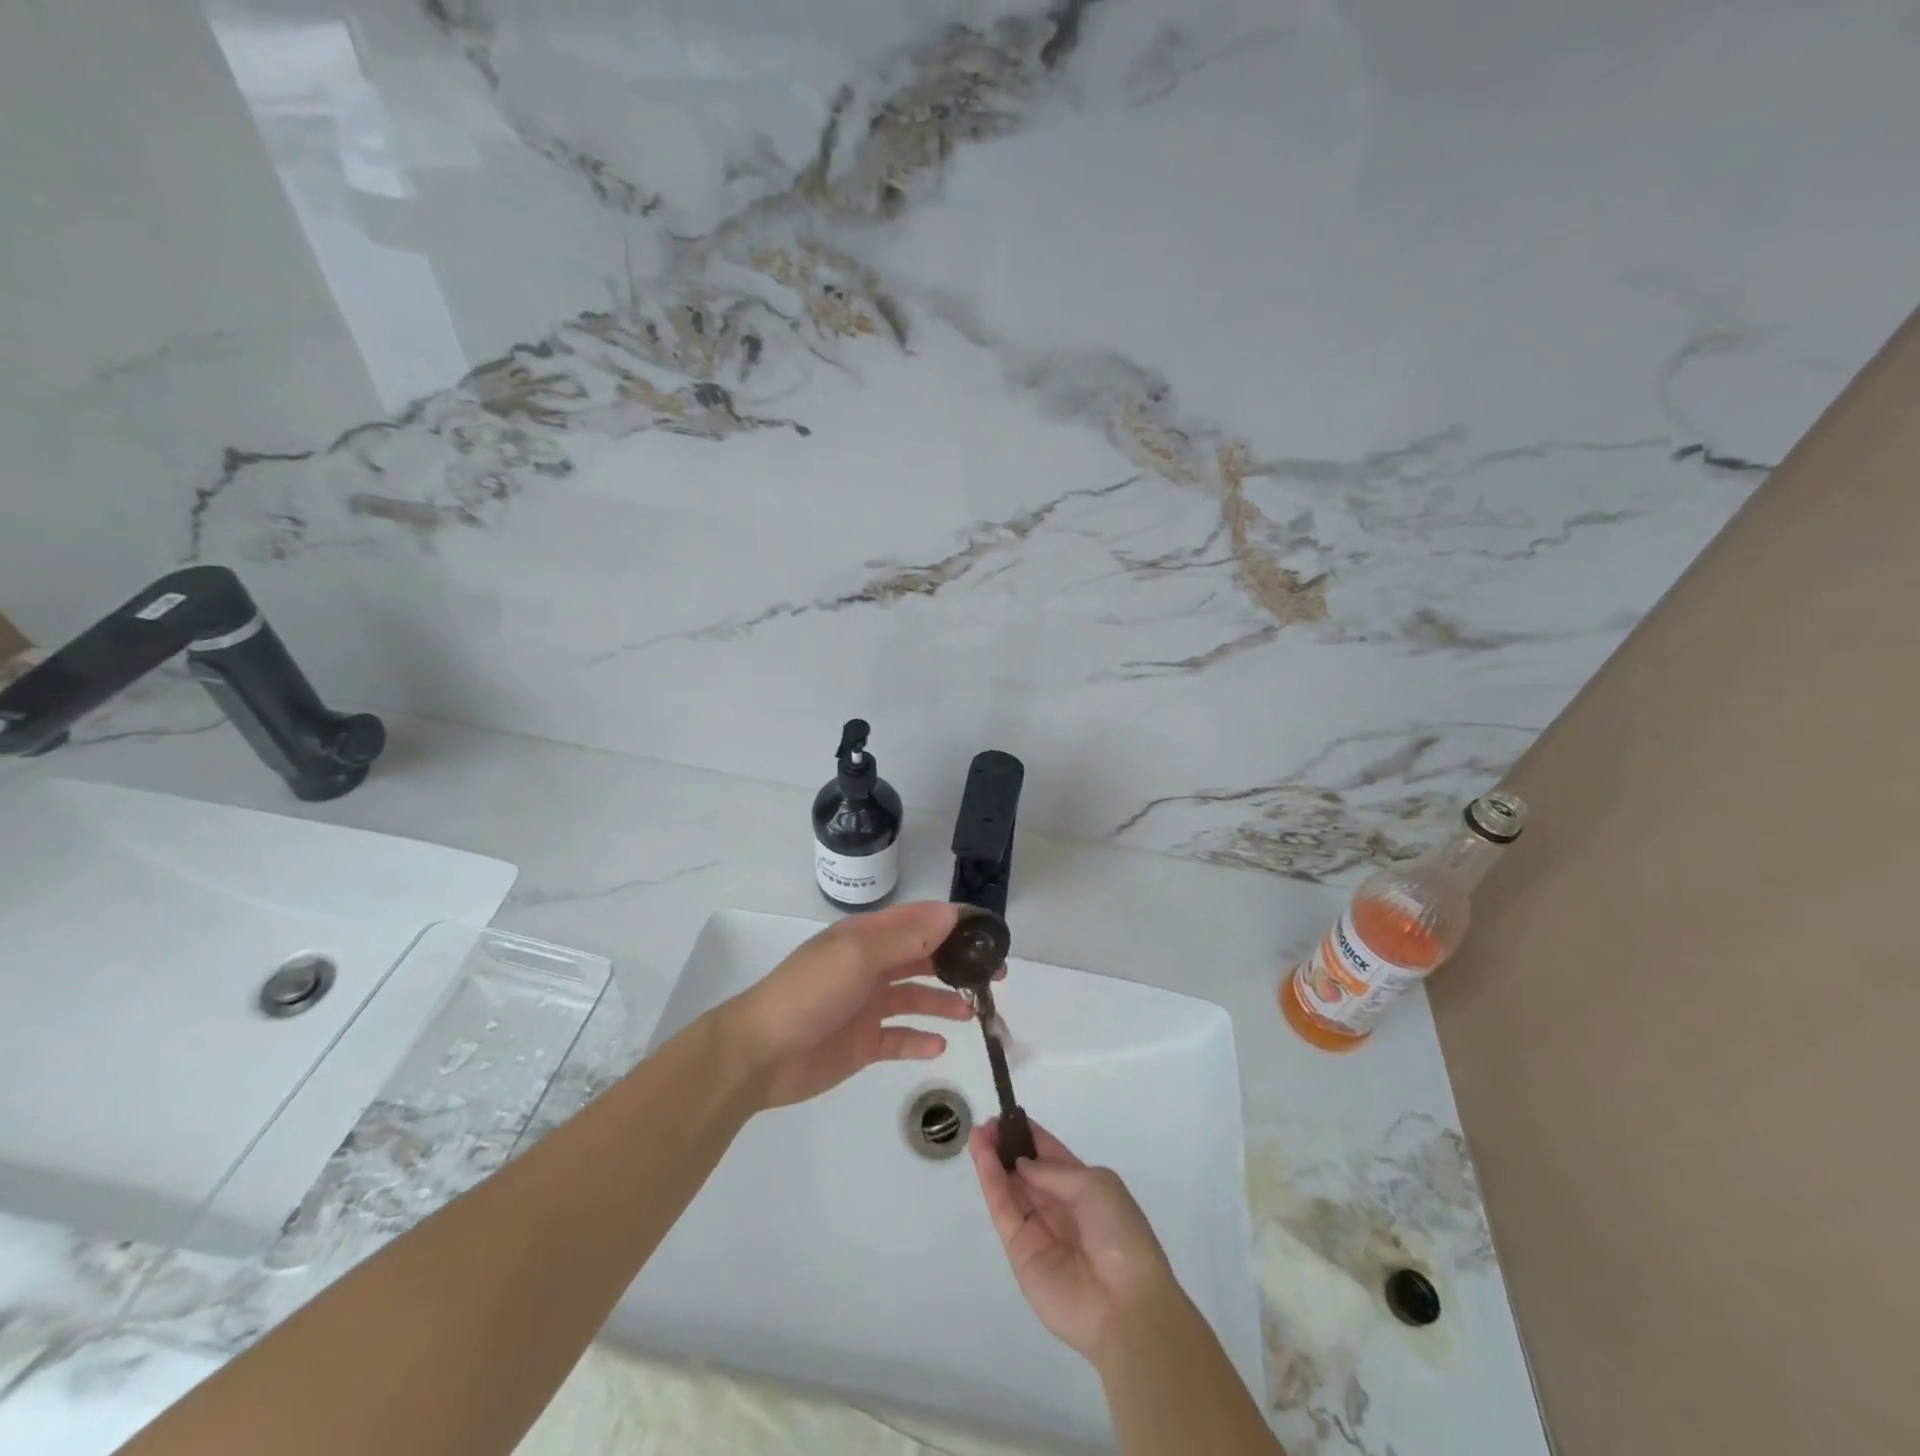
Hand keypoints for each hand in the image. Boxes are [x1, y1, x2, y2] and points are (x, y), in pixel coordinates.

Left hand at [725, 901, 969, 1109]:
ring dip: (943, 1001)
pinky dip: (919, 1039)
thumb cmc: (811, 992)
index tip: (989, 932)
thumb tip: (951, 914)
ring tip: (971, 1012)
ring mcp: (866, 1005)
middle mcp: (870, 966)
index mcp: (866, 937)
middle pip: (922, 958)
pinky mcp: (863, 1043)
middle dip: (957, 963)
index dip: (953, 922)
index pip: (918, 921)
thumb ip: (907, 938)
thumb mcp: (859, 955)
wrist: (761, 1053)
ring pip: (915, 997)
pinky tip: (939, 1045)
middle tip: (994, 976)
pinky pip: (899, 1037)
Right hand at [970, 1119, 1181, 1362]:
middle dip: (1007, 1146)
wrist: (1124, 1305)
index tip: (1007, 1116)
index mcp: (1084, 1189)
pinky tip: (983, 1158)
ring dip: (993, 1161)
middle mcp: (1059, 1208)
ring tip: (977, 1134)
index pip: (1051, 1156)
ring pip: (1010, 1189)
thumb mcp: (1095, 1185)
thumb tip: (1022, 1165)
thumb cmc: (1119, 1234)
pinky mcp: (1020, 1254)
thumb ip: (1054, 1172)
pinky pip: (1004, 1212)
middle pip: (1026, 1172)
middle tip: (986, 1124)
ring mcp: (1038, 1232)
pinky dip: (992, 1184)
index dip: (1029, 1136)